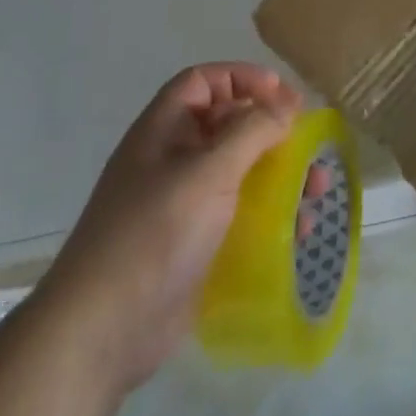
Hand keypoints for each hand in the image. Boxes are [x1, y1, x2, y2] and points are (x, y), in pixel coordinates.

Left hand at [34, 62, 300, 396]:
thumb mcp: (208, 172)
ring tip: (316, 188)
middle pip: (228, 126)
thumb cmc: (153, 235)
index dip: (243, 79)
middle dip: (272, 130)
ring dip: (280, 174)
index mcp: (163, 132)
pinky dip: (271, 215)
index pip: (204, 82)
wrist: (99, 335)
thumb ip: (252, 130)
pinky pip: (240, 216)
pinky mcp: (194, 246)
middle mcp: (171, 161)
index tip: (283, 98)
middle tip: (308, 143)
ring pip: (240, 173)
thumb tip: (287, 105)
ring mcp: (182, 206)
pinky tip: (300, 229)